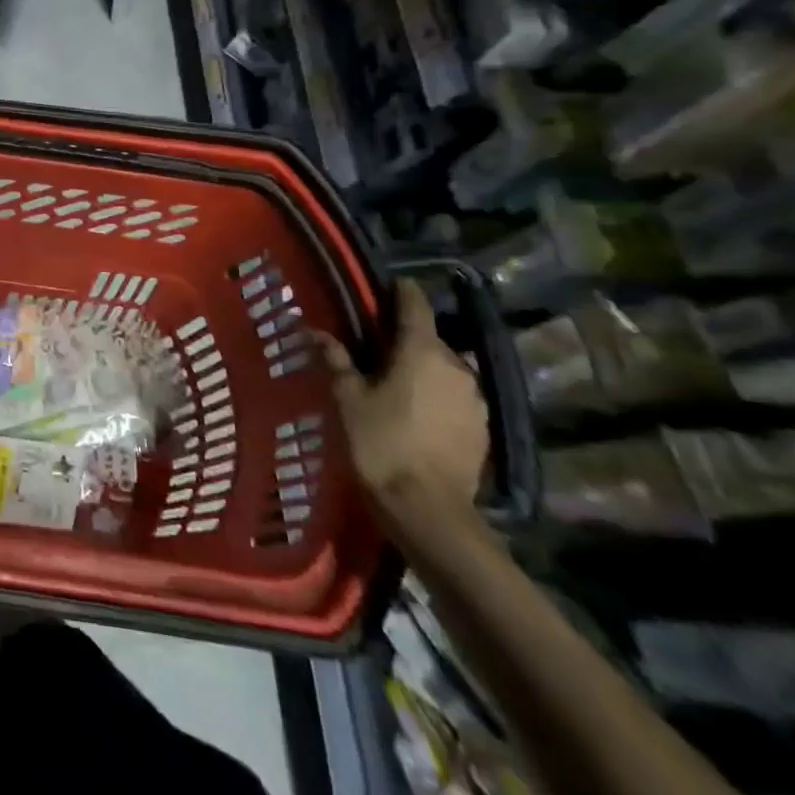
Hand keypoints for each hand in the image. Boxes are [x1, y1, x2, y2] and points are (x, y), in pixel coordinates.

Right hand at [319, 279, 487, 523]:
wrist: (428, 509)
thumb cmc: (380, 443)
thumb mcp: (347, 398)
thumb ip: (335, 359)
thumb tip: (313, 330)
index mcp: (421, 351)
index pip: (414, 304)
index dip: (399, 291)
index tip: (384, 285)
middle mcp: (455, 366)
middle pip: (429, 338)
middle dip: (403, 337)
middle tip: (373, 345)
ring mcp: (474, 398)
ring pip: (443, 368)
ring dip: (420, 367)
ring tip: (392, 380)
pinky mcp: (482, 427)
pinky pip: (454, 395)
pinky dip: (434, 393)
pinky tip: (413, 411)